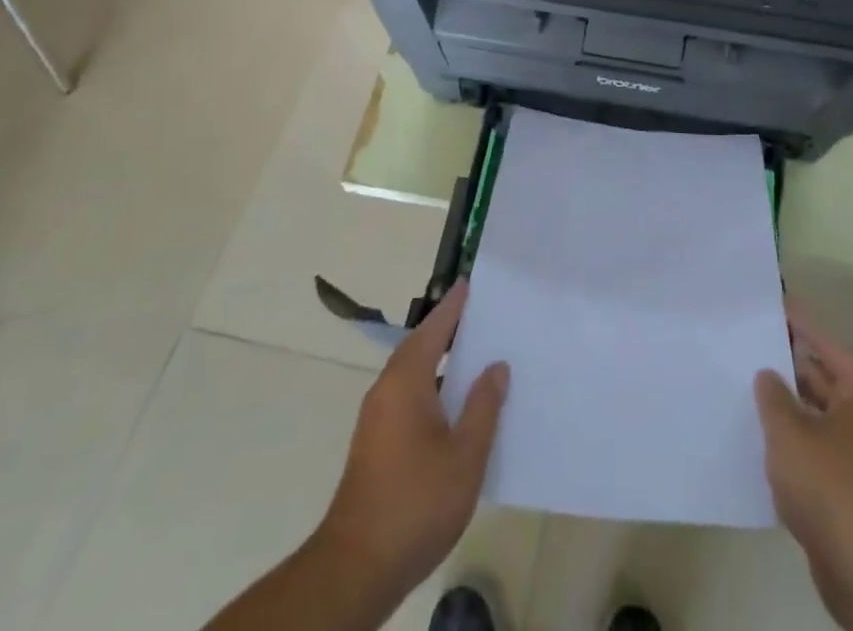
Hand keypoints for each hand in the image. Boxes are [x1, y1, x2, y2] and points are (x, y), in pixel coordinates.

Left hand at [320, 282, 509, 596]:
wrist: (356, 568)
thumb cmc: (415, 503)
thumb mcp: (464, 455)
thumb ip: (483, 406)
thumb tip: (496, 366)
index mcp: (406, 381)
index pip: (434, 328)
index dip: (453, 306)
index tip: (470, 283)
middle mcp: (386, 390)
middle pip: (421, 346)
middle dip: (448, 330)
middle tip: (482, 315)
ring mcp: (377, 419)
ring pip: (414, 374)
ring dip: (441, 361)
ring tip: (477, 355)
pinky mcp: (376, 445)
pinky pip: (409, 397)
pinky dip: (433, 387)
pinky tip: (457, 405)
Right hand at [756, 300, 852, 628]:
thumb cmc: (830, 485)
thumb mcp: (790, 432)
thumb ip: (773, 396)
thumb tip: (768, 375)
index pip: (826, 344)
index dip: (800, 323)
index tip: (776, 303)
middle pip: (823, 378)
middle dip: (789, 364)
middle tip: (751, 343)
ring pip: (816, 415)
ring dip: (787, 404)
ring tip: (747, 385)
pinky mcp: (847, 488)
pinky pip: (814, 448)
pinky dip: (792, 439)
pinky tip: (759, 437)